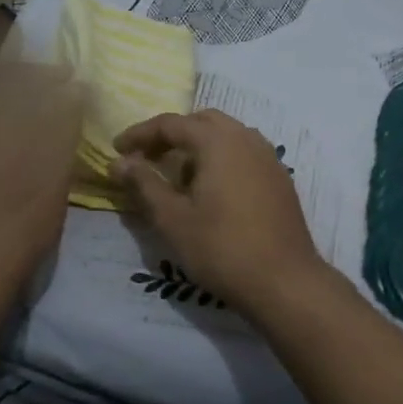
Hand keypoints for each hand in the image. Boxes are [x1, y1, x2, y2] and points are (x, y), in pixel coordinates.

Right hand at [110, 109, 326, 309]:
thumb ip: (144, 184)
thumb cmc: (222, 249)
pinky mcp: (279, 179)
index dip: (140, 134)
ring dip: (198, 147)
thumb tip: (120, 161)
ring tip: (177, 178)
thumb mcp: (173, 218)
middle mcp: (247, 139)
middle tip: (146, 159)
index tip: (117, 149)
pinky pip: (244, 154)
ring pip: (226, 136)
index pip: (172, 123)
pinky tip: (210, 191)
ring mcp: (268, 158)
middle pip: (202, 122)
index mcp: (219, 141)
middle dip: (171, 135)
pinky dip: (221, 160)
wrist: (284, 281)